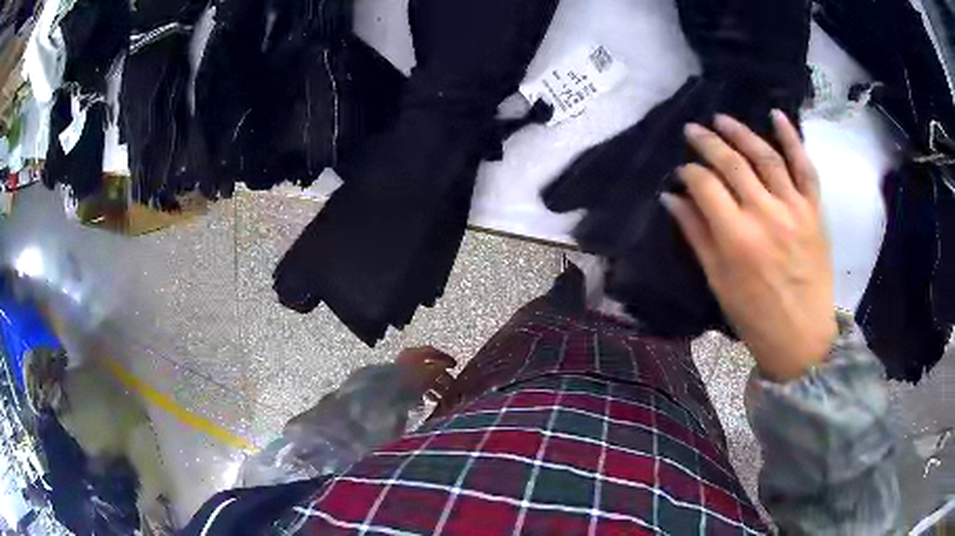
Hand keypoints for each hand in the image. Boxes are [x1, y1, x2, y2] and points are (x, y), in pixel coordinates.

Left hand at [395, 347, 457, 401]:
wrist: (390, 392)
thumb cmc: (412, 379)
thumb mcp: (430, 372)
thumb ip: (440, 367)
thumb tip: (446, 366)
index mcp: (415, 353)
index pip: (433, 352)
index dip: (445, 358)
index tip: (455, 366)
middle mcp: (409, 360)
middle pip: (430, 367)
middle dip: (442, 377)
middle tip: (452, 386)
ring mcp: (404, 373)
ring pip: (425, 379)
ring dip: (436, 387)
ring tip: (444, 398)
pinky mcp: (401, 386)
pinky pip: (418, 387)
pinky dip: (427, 393)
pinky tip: (432, 401)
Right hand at [662, 111, 835, 381]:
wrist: (803, 338)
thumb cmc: (755, 317)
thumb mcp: (719, 282)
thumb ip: (697, 235)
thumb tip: (672, 197)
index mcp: (737, 238)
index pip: (705, 185)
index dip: (689, 172)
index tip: (682, 171)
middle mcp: (765, 215)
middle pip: (732, 164)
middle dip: (708, 142)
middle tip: (693, 130)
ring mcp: (794, 209)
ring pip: (766, 157)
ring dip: (742, 132)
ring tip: (722, 119)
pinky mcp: (814, 211)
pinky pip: (805, 168)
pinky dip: (792, 139)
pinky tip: (776, 115)